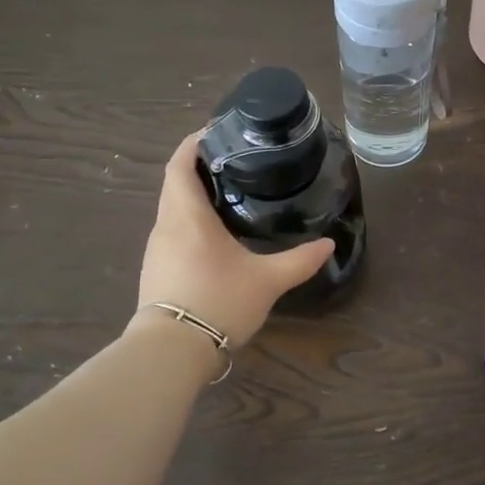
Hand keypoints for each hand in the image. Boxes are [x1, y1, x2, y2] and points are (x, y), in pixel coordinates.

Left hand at [132, 130, 333, 348]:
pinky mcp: (155, 270)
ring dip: (193, 197)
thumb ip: (299, 261)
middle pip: (175, 184)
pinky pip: (172, 232)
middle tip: (234, 163)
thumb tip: (328, 245)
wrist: (171, 352)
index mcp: (186, 216)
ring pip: (172, 209)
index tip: (216, 132)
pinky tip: (214, 237)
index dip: (193, 143)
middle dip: (199, 168)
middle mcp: (165, 226)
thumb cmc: (218, 302)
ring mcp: (156, 250)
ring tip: (228, 195)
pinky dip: (189, 222)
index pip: (180, 164)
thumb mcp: (266, 281)